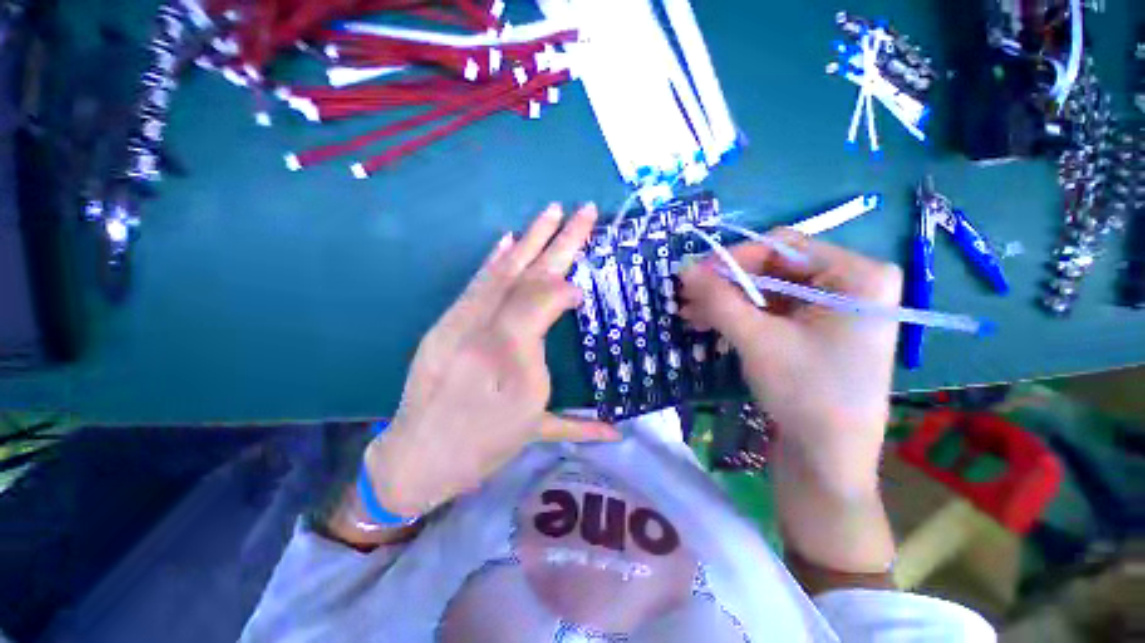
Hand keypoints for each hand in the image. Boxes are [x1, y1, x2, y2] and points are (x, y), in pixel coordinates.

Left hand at [365, 204, 619, 517]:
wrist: (418, 456)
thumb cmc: (483, 445)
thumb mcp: (534, 430)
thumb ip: (575, 419)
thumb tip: (609, 418)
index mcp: (508, 360)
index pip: (541, 303)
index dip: (564, 288)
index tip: (581, 290)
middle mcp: (482, 331)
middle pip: (528, 276)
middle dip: (559, 241)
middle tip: (584, 210)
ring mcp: (460, 323)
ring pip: (502, 272)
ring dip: (530, 239)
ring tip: (551, 211)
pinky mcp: (446, 323)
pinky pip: (476, 283)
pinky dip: (495, 259)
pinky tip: (508, 240)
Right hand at [678, 228, 901, 493]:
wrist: (829, 459)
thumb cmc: (806, 393)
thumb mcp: (757, 339)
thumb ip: (718, 298)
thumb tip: (684, 268)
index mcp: (856, 275)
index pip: (783, 246)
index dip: (734, 258)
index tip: (694, 275)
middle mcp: (850, 284)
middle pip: (774, 269)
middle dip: (725, 285)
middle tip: (686, 296)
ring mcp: (833, 309)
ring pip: (767, 291)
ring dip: (726, 302)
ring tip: (689, 314)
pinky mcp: (816, 330)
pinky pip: (771, 311)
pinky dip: (738, 316)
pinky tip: (707, 323)